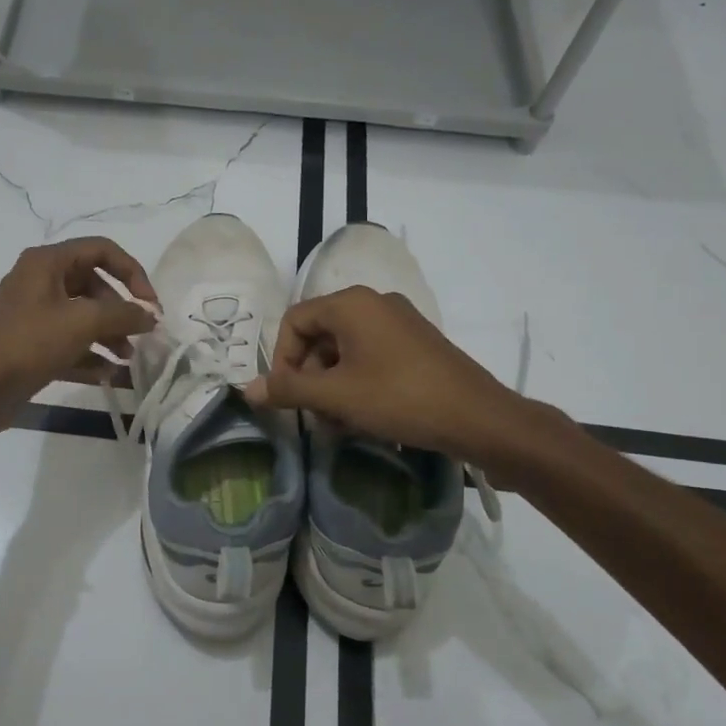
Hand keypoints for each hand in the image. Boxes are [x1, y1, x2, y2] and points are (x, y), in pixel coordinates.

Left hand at [0, 238, 158, 435]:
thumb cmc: (31, 343)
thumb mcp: (83, 322)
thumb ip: (124, 314)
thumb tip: (150, 316)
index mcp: (47, 262)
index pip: (101, 250)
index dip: (132, 272)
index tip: (150, 303)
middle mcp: (40, 280)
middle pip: (94, 285)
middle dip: (121, 310)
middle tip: (140, 335)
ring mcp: (34, 313)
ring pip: (83, 315)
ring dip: (109, 334)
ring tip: (127, 358)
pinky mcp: (32, 343)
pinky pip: (69, 341)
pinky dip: (90, 353)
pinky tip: (109, 374)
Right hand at [244, 286, 522, 459]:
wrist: (477, 417)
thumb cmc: (399, 398)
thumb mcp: (337, 396)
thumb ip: (289, 390)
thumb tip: (248, 389)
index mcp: (352, 303)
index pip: (295, 320)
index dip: (281, 358)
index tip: (287, 396)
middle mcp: (374, 302)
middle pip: (320, 334)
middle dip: (309, 376)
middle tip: (314, 414)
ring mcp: (399, 322)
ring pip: (345, 349)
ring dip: (332, 384)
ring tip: (339, 422)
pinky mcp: (416, 344)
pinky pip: (371, 355)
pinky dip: (357, 382)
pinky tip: (363, 416)